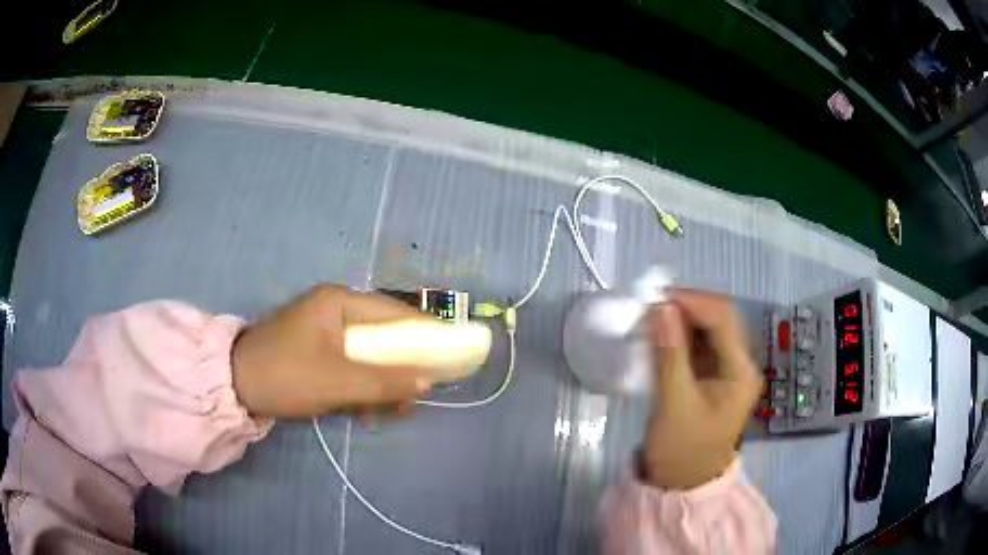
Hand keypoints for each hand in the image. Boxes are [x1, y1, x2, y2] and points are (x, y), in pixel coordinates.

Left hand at [231, 285, 433, 418]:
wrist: (233, 385)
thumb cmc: (286, 374)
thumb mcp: (338, 382)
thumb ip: (384, 382)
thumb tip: (427, 382)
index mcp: (339, 302)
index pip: (394, 312)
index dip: (425, 332)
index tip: (451, 351)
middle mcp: (333, 309)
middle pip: (382, 332)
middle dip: (403, 361)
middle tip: (422, 387)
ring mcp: (322, 330)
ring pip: (367, 351)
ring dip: (384, 377)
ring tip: (399, 405)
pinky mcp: (314, 350)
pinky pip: (350, 362)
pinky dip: (364, 382)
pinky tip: (373, 404)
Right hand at [642, 289, 762, 489]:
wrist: (681, 484)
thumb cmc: (682, 450)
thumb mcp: (674, 404)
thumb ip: (669, 354)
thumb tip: (660, 308)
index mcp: (741, 371)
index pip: (723, 319)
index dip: (692, 301)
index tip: (656, 298)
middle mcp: (739, 364)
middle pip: (718, 319)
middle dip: (685, 308)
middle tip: (649, 308)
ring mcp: (726, 370)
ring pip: (706, 330)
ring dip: (679, 320)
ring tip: (649, 319)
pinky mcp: (710, 376)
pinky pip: (696, 345)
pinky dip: (677, 336)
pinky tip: (657, 336)